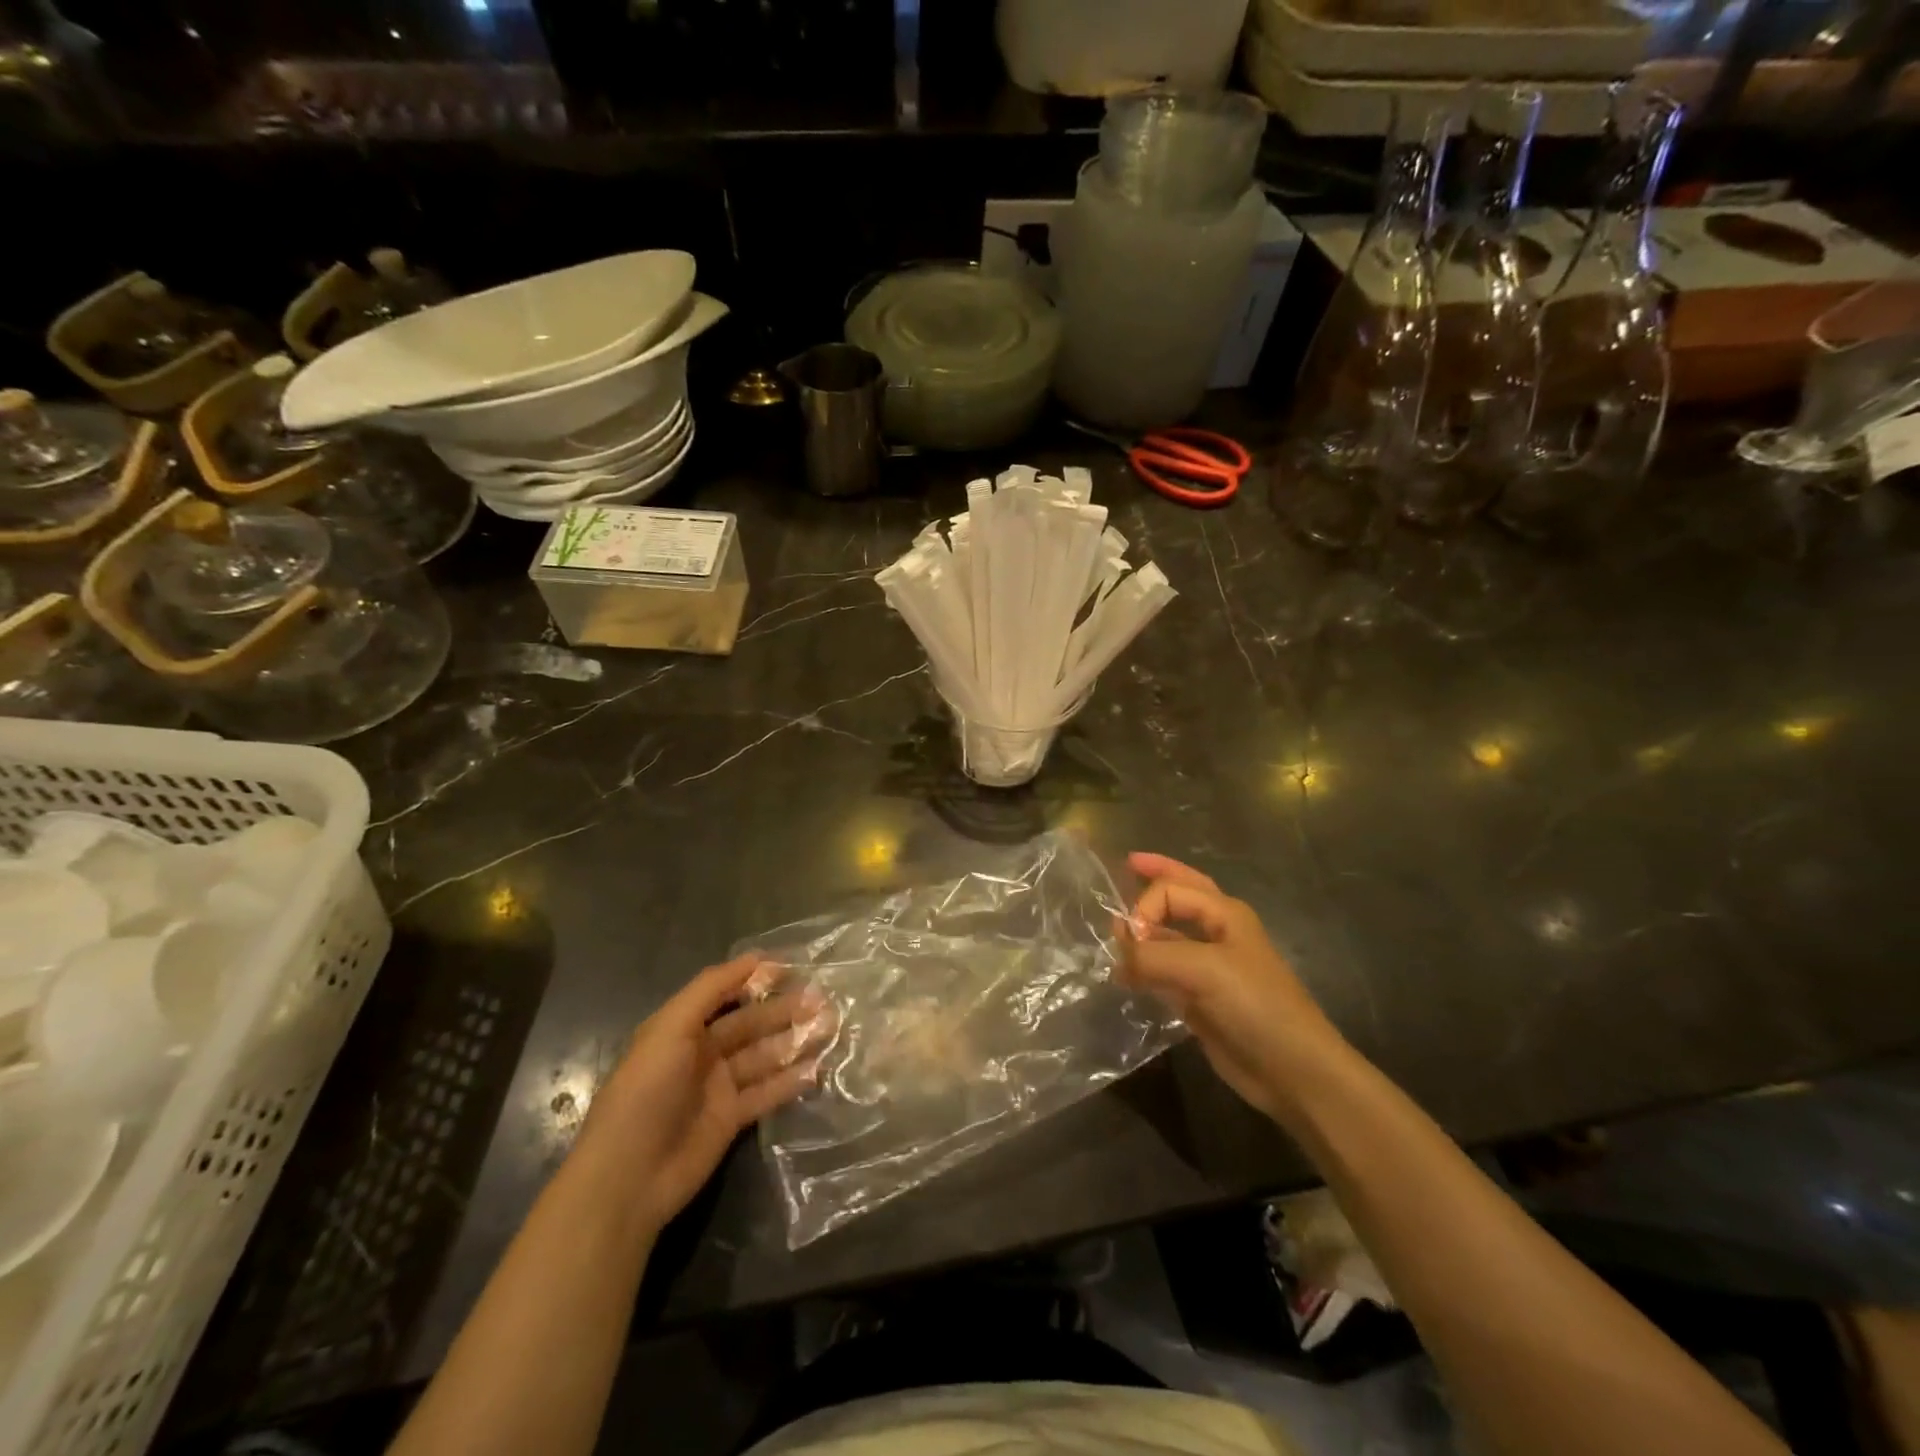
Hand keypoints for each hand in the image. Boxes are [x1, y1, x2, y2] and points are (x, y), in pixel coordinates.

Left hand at [576, 954, 830, 1237]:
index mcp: (682, 1027)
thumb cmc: (646, 1092)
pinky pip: (766, 1093)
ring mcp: (718, 1087)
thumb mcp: (670, 1029)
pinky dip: (790, 1081)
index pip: (726, 992)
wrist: (629, 1176)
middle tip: (823, 1000)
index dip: (756, 978)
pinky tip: (818, 1070)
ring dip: (794, 1042)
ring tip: (830, 1029)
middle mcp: (702, 1052)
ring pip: (764, 1056)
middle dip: (784, 1010)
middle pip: (751, 1023)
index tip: (794, 968)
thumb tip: (755, 957)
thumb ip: (710, 989)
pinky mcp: (731, 1119)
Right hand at [1119, 853, 1344, 1121]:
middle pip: (1180, 894)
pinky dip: (1144, 967)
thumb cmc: (1255, 1005)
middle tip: (1127, 865)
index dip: (1144, 907)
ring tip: (1112, 936)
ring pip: (1168, 935)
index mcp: (1224, 913)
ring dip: (1143, 930)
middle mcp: (1216, 933)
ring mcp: (1208, 967)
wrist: (1292, 1069)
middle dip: (1155, 879)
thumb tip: (1116, 957)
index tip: (1130, 938)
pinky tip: (1125, 975)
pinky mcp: (1200, 999)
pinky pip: (1165, 972)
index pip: (1170, 889)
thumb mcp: (1202, 970)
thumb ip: (1152, 956)